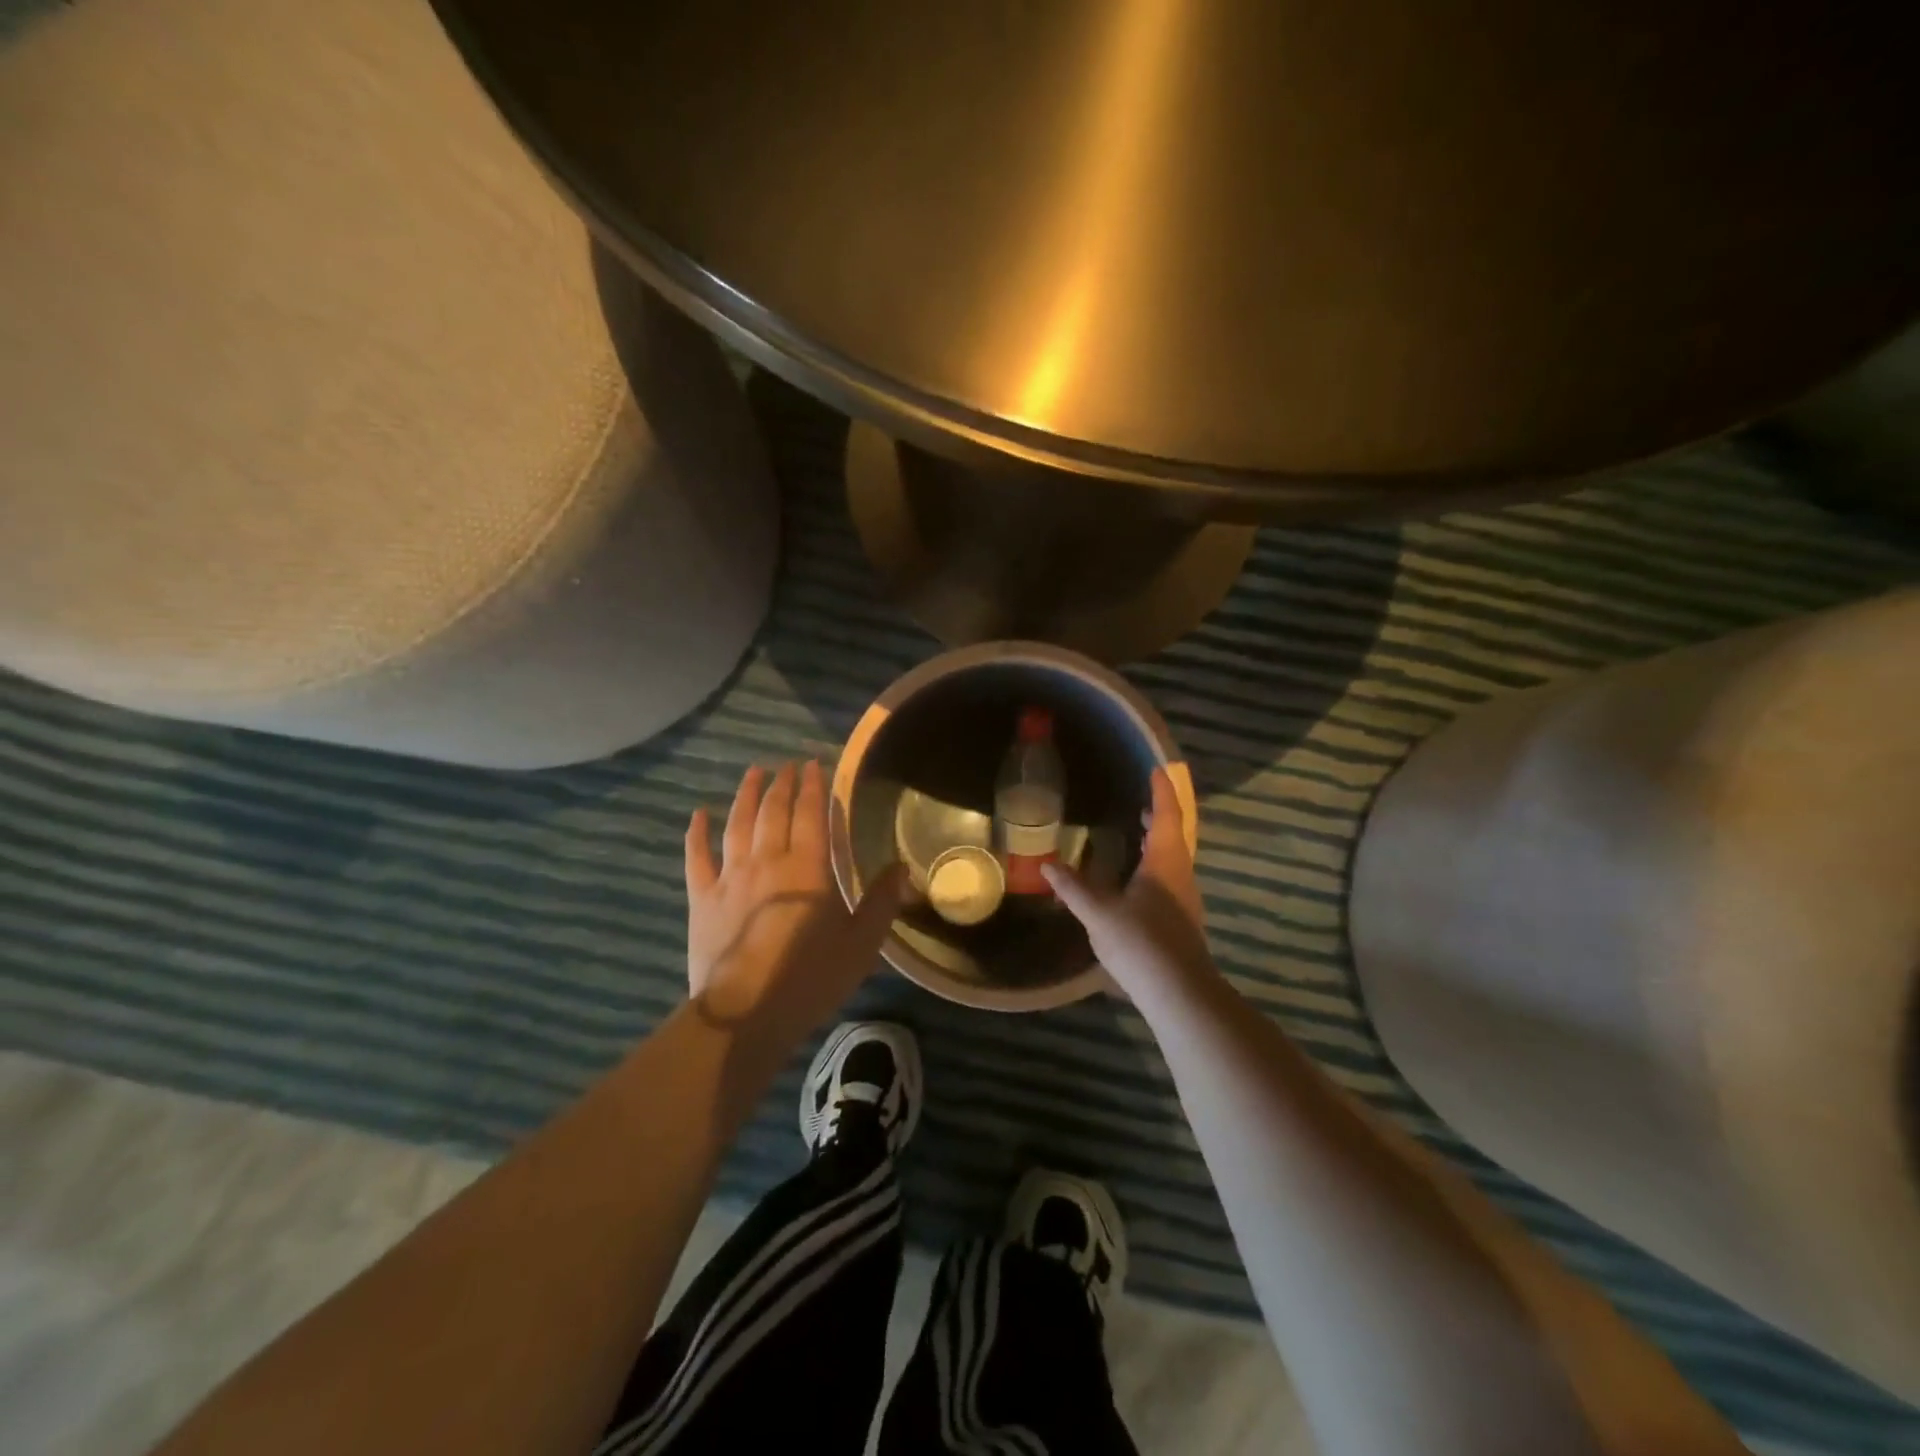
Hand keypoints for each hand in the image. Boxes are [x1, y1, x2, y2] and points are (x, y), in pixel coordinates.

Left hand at [684, 761, 909, 1041]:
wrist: (744, 1014)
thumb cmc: (810, 979)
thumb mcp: (860, 945)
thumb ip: (881, 903)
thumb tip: (902, 868)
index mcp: (808, 868)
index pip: (811, 814)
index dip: (813, 786)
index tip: (814, 764)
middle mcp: (768, 861)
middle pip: (773, 812)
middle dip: (782, 784)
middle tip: (787, 765)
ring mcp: (730, 877)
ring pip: (737, 824)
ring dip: (746, 795)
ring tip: (753, 774)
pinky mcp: (702, 898)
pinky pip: (697, 857)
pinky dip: (697, 833)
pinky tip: (699, 815)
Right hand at [1043, 768, 1215, 1003]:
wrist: (1180, 994)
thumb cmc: (1141, 943)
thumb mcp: (1099, 914)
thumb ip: (1074, 888)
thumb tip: (1048, 864)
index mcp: (1166, 862)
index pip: (1167, 816)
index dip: (1161, 792)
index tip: (1155, 770)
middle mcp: (1181, 874)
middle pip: (1174, 835)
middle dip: (1159, 815)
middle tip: (1140, 800)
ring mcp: (1184, 900)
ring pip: (1173, 858)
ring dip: (1157, 841)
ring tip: (1136, 834)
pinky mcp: (1181, 920)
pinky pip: (1169, 878)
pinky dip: (1155, 864)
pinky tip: (1136, 879)